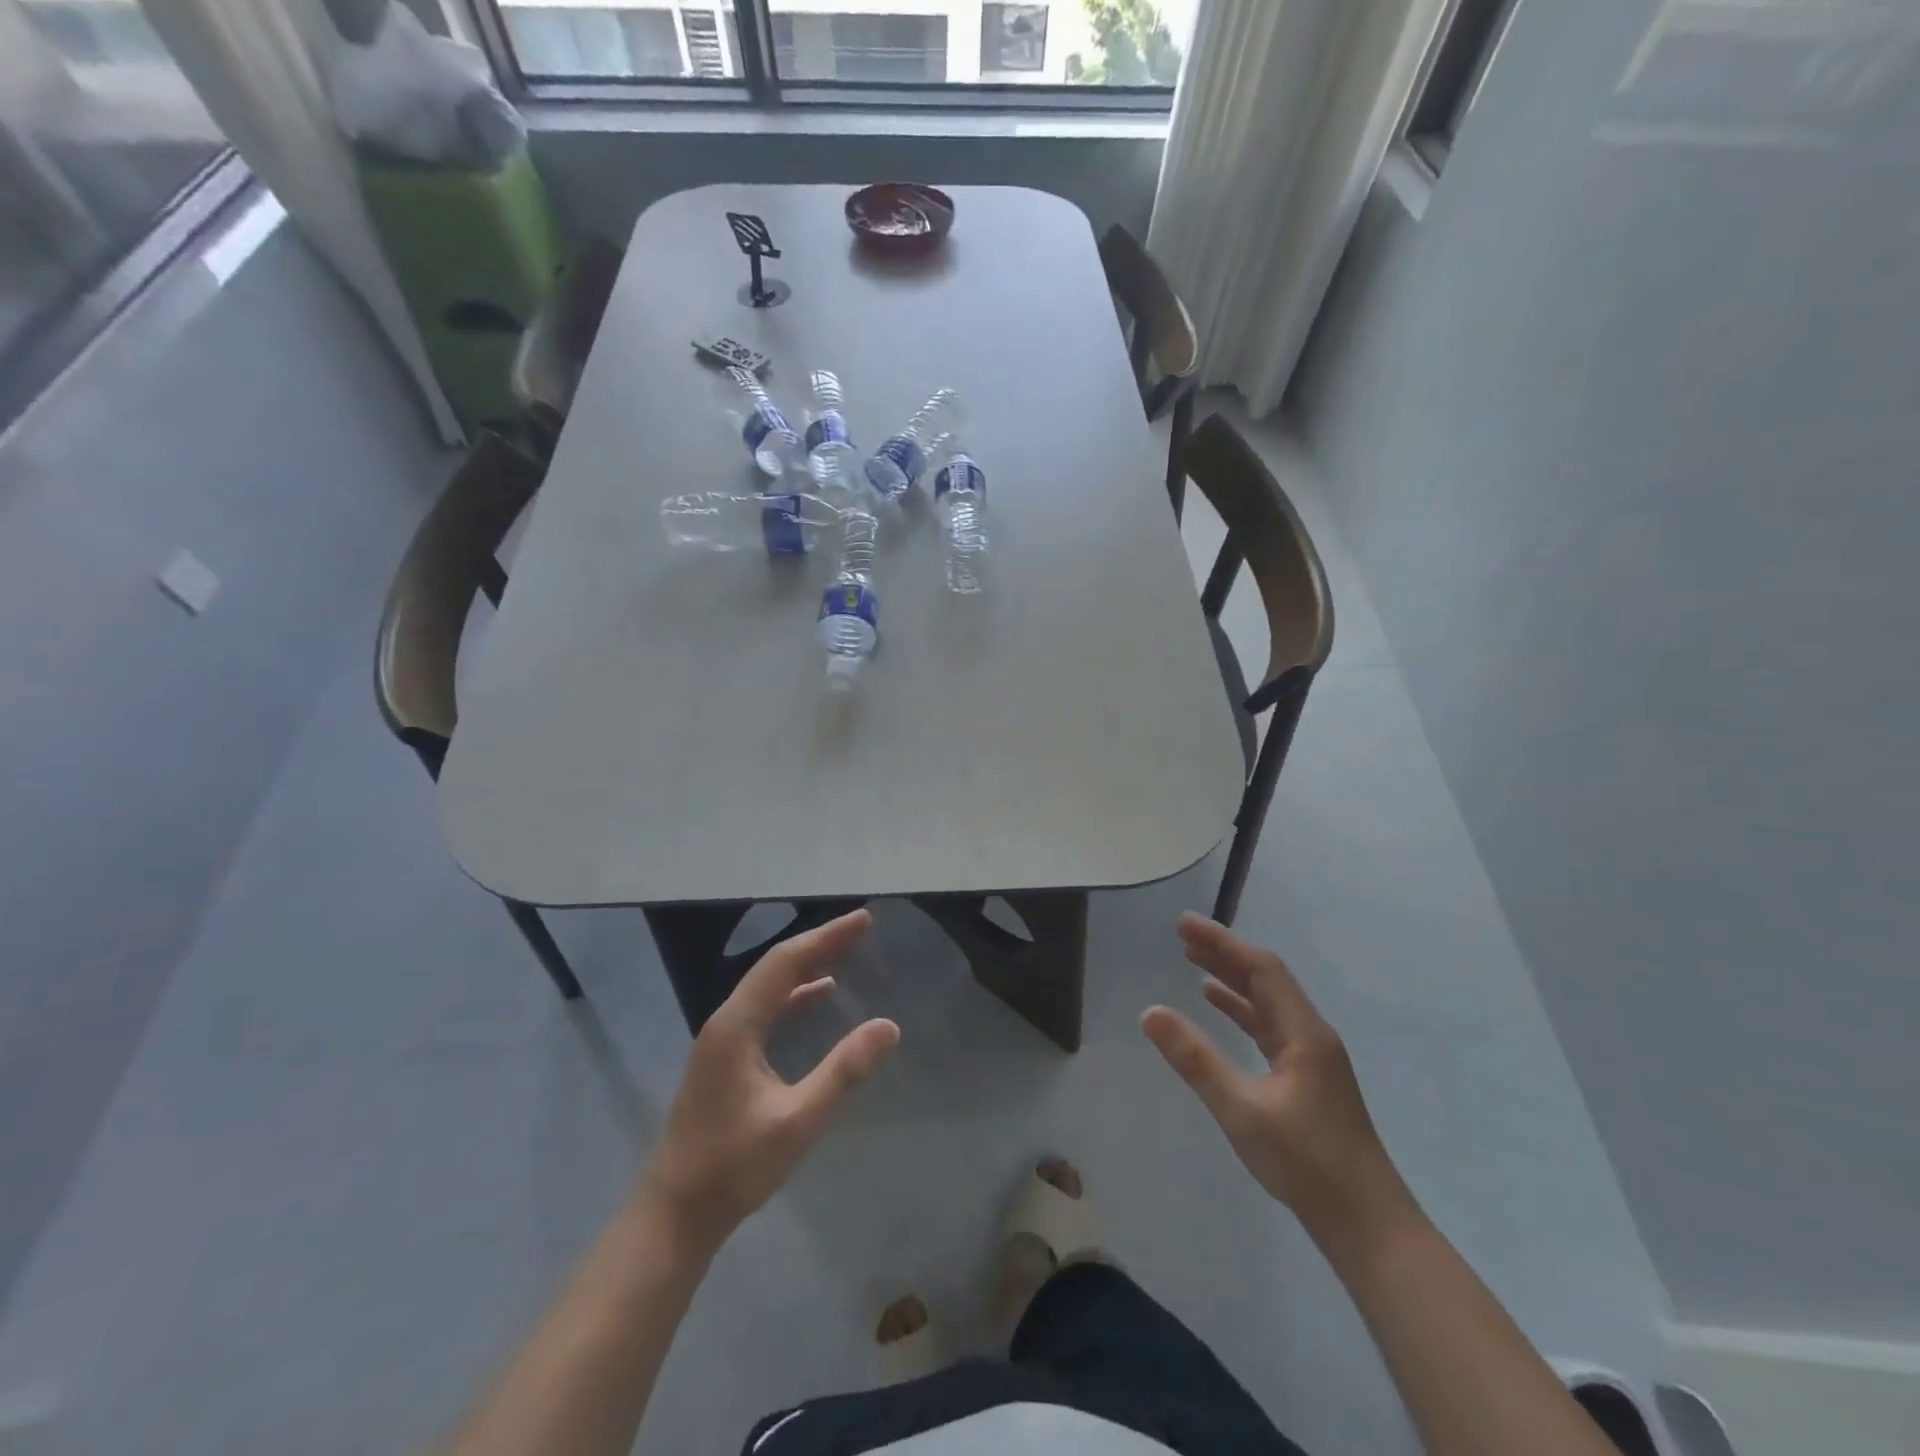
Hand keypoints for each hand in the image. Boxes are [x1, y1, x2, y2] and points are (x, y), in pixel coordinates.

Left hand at [639, 910, 898, 1247]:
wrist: (673, 1216)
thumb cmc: (733, 1168)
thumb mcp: (797, 1121)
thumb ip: (843, 1071)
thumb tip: (888, 1026)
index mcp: (737, 1026)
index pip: (786, 963)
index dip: (826, 937)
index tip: (863, 920)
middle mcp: (726, 1022)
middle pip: (776, 968)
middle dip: (820, 944)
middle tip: (861, 928)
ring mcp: (722, 1041)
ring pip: (770, 987)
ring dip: (807, 966)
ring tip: (846, 952)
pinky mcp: (724, 1060)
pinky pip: (765, 1010)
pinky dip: (795, 995)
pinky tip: (818, 996)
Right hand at [1141, 914, 1416, 1252]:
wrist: (1367, 1224)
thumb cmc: (1306, 1164)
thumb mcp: (1242, 1110)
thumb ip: (1196, 1060)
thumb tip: (1150, 1012)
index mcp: (1304, 1033)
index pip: (1261, 969)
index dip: (1222, 942)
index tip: (1185, 924)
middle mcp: (1310, 1034)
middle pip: (1265, 979)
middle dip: (1224, 953)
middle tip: (1182, 935)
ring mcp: (1310, 1056)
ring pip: (1266, 1002)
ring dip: (1231, 978)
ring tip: (1193, 960)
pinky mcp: (1306, 1077)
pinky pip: (1268, 1026)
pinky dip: (1240, 1008)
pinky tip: (1217, 1005)